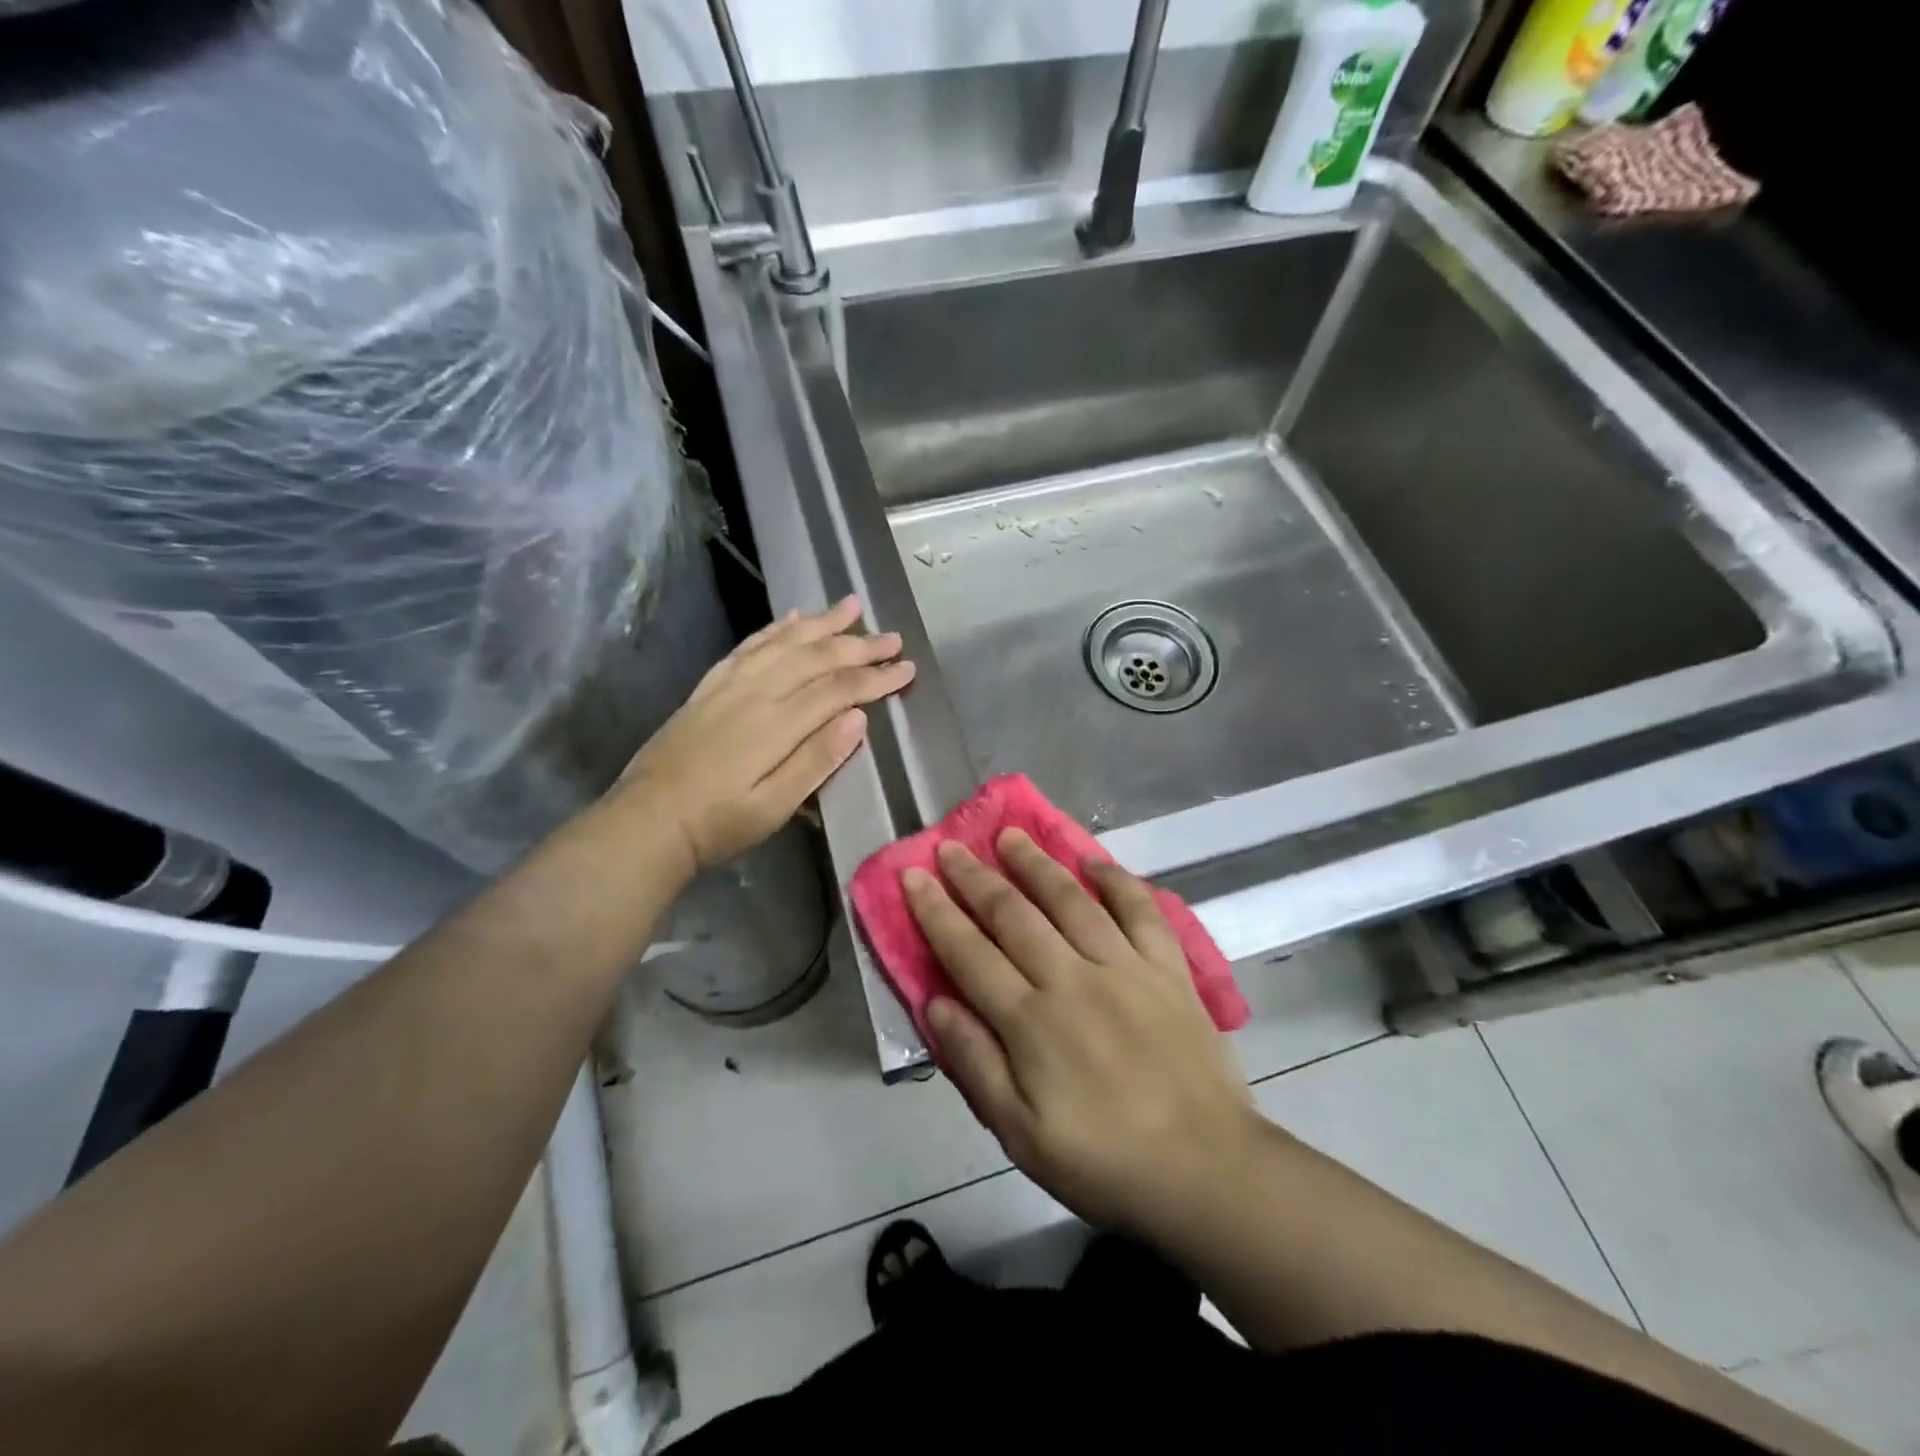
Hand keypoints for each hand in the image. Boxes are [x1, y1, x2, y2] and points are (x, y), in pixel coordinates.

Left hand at [620, 596, 913, 872]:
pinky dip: (776, 627)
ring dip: (822, 622)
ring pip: (784, 641)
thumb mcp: (775, 807)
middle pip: (816, 657)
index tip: (907, 669)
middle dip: (859, 645)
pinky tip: (794, 617)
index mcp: (777, 724)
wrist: (647, 820)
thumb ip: (817, 760)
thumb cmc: (718, 823)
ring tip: (852, 605)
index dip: (875, 678)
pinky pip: (750, 645)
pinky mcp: (711, 686)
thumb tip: (859, 718)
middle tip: (892, 637)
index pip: (838, 689)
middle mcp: (756, 692)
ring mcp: (730, 684)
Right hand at [904, 831, 1256, 1239]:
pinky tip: (1094, 861)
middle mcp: (1072, 979)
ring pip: (1071, 900)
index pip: (969, 953)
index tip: (912, 876)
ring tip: (1011, 836)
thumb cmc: (1103, 1161)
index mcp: (1031, 1021)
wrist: (1206, 1171)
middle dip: (975, 878)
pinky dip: (1117, 881)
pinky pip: (1141, 911)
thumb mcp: (1020, 1133)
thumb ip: (975, 1063)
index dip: (936, 912)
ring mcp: (1124, 968)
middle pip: (1014, 915)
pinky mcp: (1168, 970)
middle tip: (951, 847)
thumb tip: (935, 1003)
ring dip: (1036, 864)